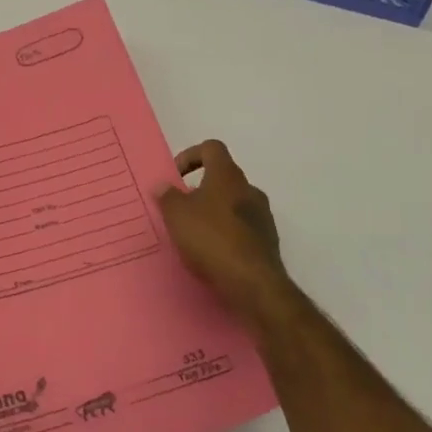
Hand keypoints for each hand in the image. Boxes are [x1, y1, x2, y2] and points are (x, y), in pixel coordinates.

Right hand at [157, 140, 293, 334]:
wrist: (253, 284)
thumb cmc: (211, 239)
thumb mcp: (177, 215)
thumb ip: (167, 196)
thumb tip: (163, 185)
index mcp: (227, 175)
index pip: (211, 148)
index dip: (191, 155)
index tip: (176, 176)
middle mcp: (249, 189)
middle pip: (223, 177)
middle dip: (201, 189)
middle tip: (182, 208)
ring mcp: (263, 216)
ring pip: (234, 204)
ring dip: (215, 212)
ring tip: (195, 234)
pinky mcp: (268, 242)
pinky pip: (243, 228)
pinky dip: (228, 233)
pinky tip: (213, 253)